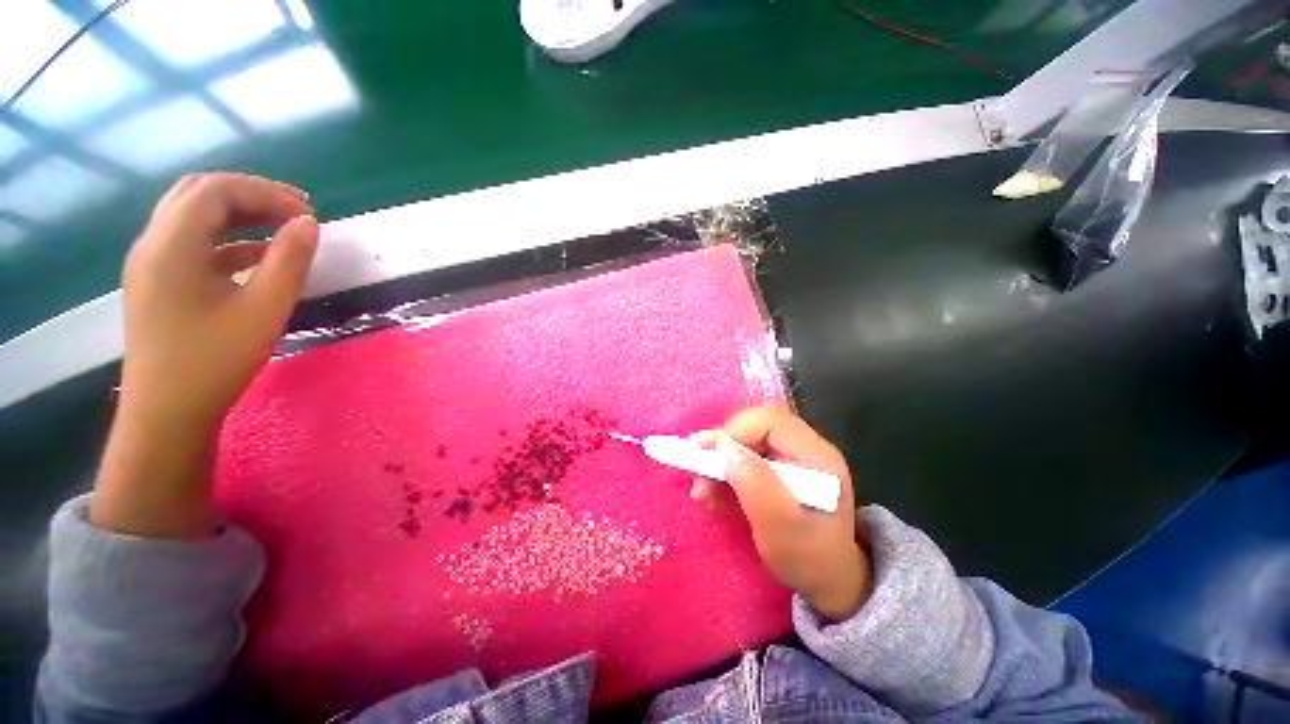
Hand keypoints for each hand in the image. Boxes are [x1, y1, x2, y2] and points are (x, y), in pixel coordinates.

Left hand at [119, 173, 317, 430]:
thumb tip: (308, 223)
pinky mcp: (157, 281)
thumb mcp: (263, 310)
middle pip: (199, 193)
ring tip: (282, 228)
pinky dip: (227, 238)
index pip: (216, 190)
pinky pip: (191, 242)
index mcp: (171, 245)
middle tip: (295, 213)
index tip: (307, 214)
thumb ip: (288, 261)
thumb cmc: (214, 362)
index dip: (265, 192)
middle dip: (250, 195)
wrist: (166, 413)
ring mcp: (151, 263)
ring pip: (193, 215)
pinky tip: (257, 255)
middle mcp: (153, 243)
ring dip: (239, 214)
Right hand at [692, 405, 869, 620]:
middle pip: (756, 426)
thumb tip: (723, 447)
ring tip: (702, 488)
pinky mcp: (778, 467)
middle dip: (724, 445)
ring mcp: (791, 456)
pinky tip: (712, 491)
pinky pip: (745, 456)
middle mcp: (805, 448)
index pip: (770, 422)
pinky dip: (724, 471)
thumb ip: (754, 483)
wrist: (826, 582)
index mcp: (817, 456)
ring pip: (746, 440)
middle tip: (700, 467)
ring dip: (720, 461)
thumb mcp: (779, 527)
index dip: (734, 430)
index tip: (703, 451)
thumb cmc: (807, 559)